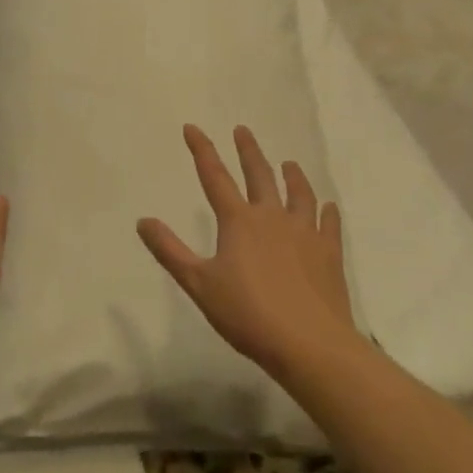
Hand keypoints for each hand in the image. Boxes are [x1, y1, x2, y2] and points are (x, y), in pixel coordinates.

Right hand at [137, 125, 361, 380]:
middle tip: (243, 131)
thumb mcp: (198, 284)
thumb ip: (169, 251)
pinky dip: (327, 212)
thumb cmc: (248, 314)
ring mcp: (305, 233)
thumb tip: (143, 220)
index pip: (215, 176)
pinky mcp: (329, 254)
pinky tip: (328, 207)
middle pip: (259, 176)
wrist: (310, 345)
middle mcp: (272, 217)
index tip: (192, 128)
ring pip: (299, 194)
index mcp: (238, 221)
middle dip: (248, 151)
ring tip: (289, 164)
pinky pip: (329, 224)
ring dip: (292, 176)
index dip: (202, 150)